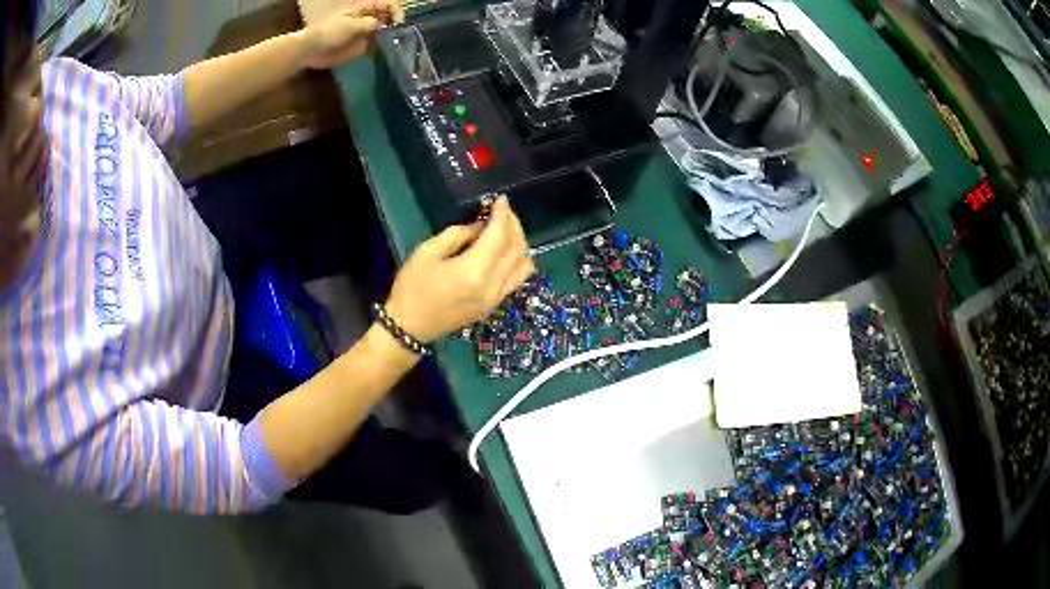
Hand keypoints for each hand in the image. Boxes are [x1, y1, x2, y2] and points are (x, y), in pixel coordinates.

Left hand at [301, 0, 405, 69]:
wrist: (313, 50)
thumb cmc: (329, 32)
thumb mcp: (351, 25)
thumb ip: (370, 24)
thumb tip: (386, 26)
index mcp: (366, 9)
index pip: (389, 4)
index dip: (397, 11)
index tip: (399, 23)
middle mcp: (369, 19)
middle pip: (390, 18)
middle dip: (397, 24)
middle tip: (401, 35)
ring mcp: (366, 33)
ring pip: (386, 32)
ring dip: (393, 37)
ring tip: (396, 45)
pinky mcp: (363, 47)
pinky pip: (378, 46)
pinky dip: (384, 49)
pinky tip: (386, 53)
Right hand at [385, 197, 535, 342]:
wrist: (410, 328)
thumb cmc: (412, 288)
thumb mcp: (427, 252)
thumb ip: (458, 235)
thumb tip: (481, 227)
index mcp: (473, 272)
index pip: (499, 236)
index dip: (503, 215)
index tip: (501, 200)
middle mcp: (492, 286)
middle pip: (517, 249)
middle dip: (514, 225)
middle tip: (503, 211)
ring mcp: (497, 298)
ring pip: (524, 265)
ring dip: (520, 243)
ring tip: (506, 230)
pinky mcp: (495, 305)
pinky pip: (518, 279)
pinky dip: (518, 259)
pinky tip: (505, 250)